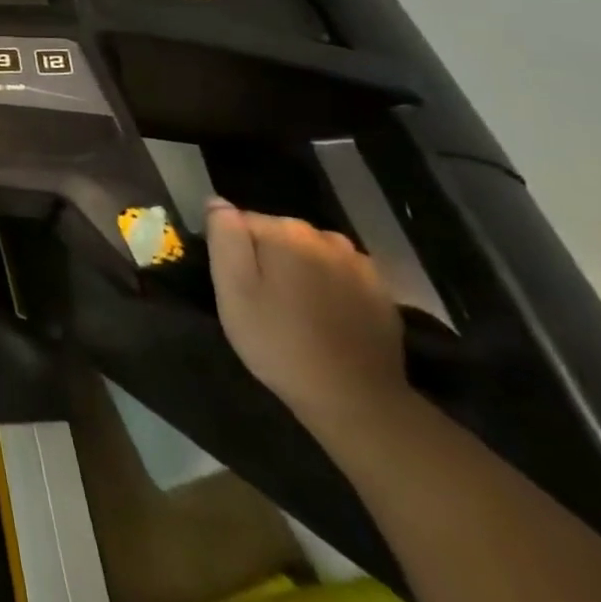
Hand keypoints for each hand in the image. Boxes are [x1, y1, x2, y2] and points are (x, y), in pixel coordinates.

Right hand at [207, 199, 407, 435]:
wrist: (355, 398)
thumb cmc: (279, 341)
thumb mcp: (232, 289)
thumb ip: (224, 238)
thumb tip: (218, 203)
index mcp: (286, 232)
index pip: (242, 221)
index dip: (233, 251)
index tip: (235, 285)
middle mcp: (325, 237)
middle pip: (280, 234)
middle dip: (267, 257)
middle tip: (259, 300)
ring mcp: (359, 264)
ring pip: (311, 254)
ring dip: (298, 271)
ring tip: (292, 309)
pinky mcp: (381, 292)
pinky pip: (340, 275)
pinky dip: (328, 288)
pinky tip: (323, 318)